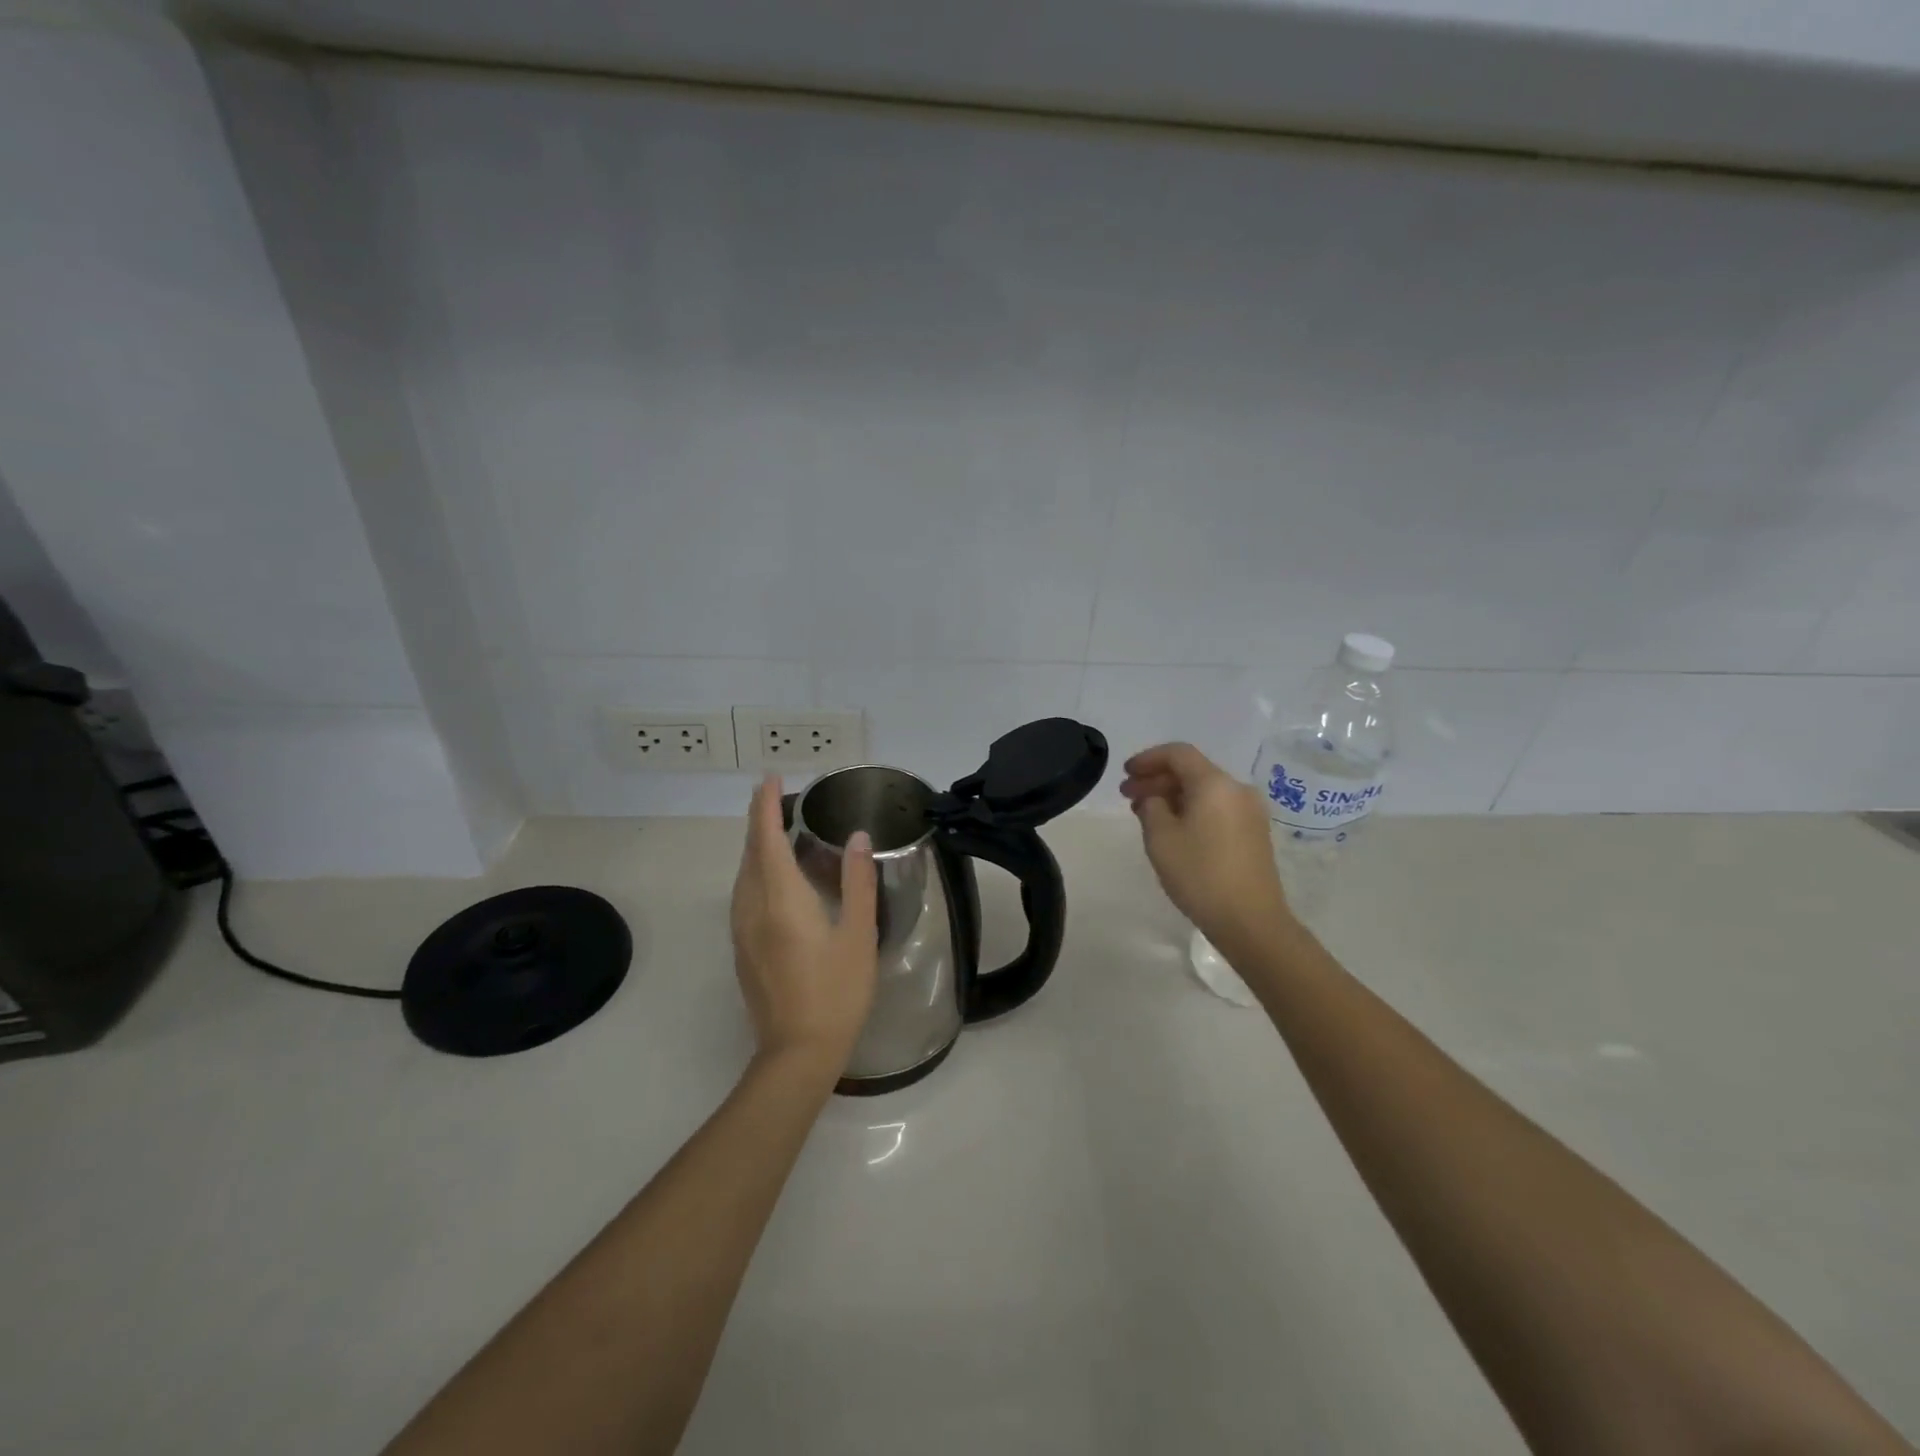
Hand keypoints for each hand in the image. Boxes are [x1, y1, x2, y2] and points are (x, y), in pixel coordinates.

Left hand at [730, 774, 879, 1074]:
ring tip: (775, 827)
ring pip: (743, 874)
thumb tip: (858, 837)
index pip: (765, 839)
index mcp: (781, 899)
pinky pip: (744, 893)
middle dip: (758, 819)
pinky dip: (755, 870)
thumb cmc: (836, 992)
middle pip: (749, 852)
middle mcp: (752, 907)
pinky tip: (774, 876)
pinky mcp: (742, 948)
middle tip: (775, 795)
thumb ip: (858, 882)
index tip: (771, 778)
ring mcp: (742, 930)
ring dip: (755, 845)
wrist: (797, 1053)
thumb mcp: (858, 935)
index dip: (766, 806)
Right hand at [1120, 743, 1292, 950]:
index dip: (1148, 759)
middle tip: (1127, 795)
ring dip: (1173, 796)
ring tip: (1145, 814)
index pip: (1178, 753)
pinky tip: (1173, 829)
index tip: (1125, 773)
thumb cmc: (1200, 874)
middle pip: (1192, 771)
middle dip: (1157, 779)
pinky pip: (1217, 808)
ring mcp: (1250, 812)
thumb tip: (1155, 799)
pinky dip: (1191, 810)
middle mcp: (1237, 790)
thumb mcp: (1160, 838)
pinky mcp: (1254, 834)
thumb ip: (1151, 807)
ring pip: (1204, 791)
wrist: (1251, 920)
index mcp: (1215, 784)